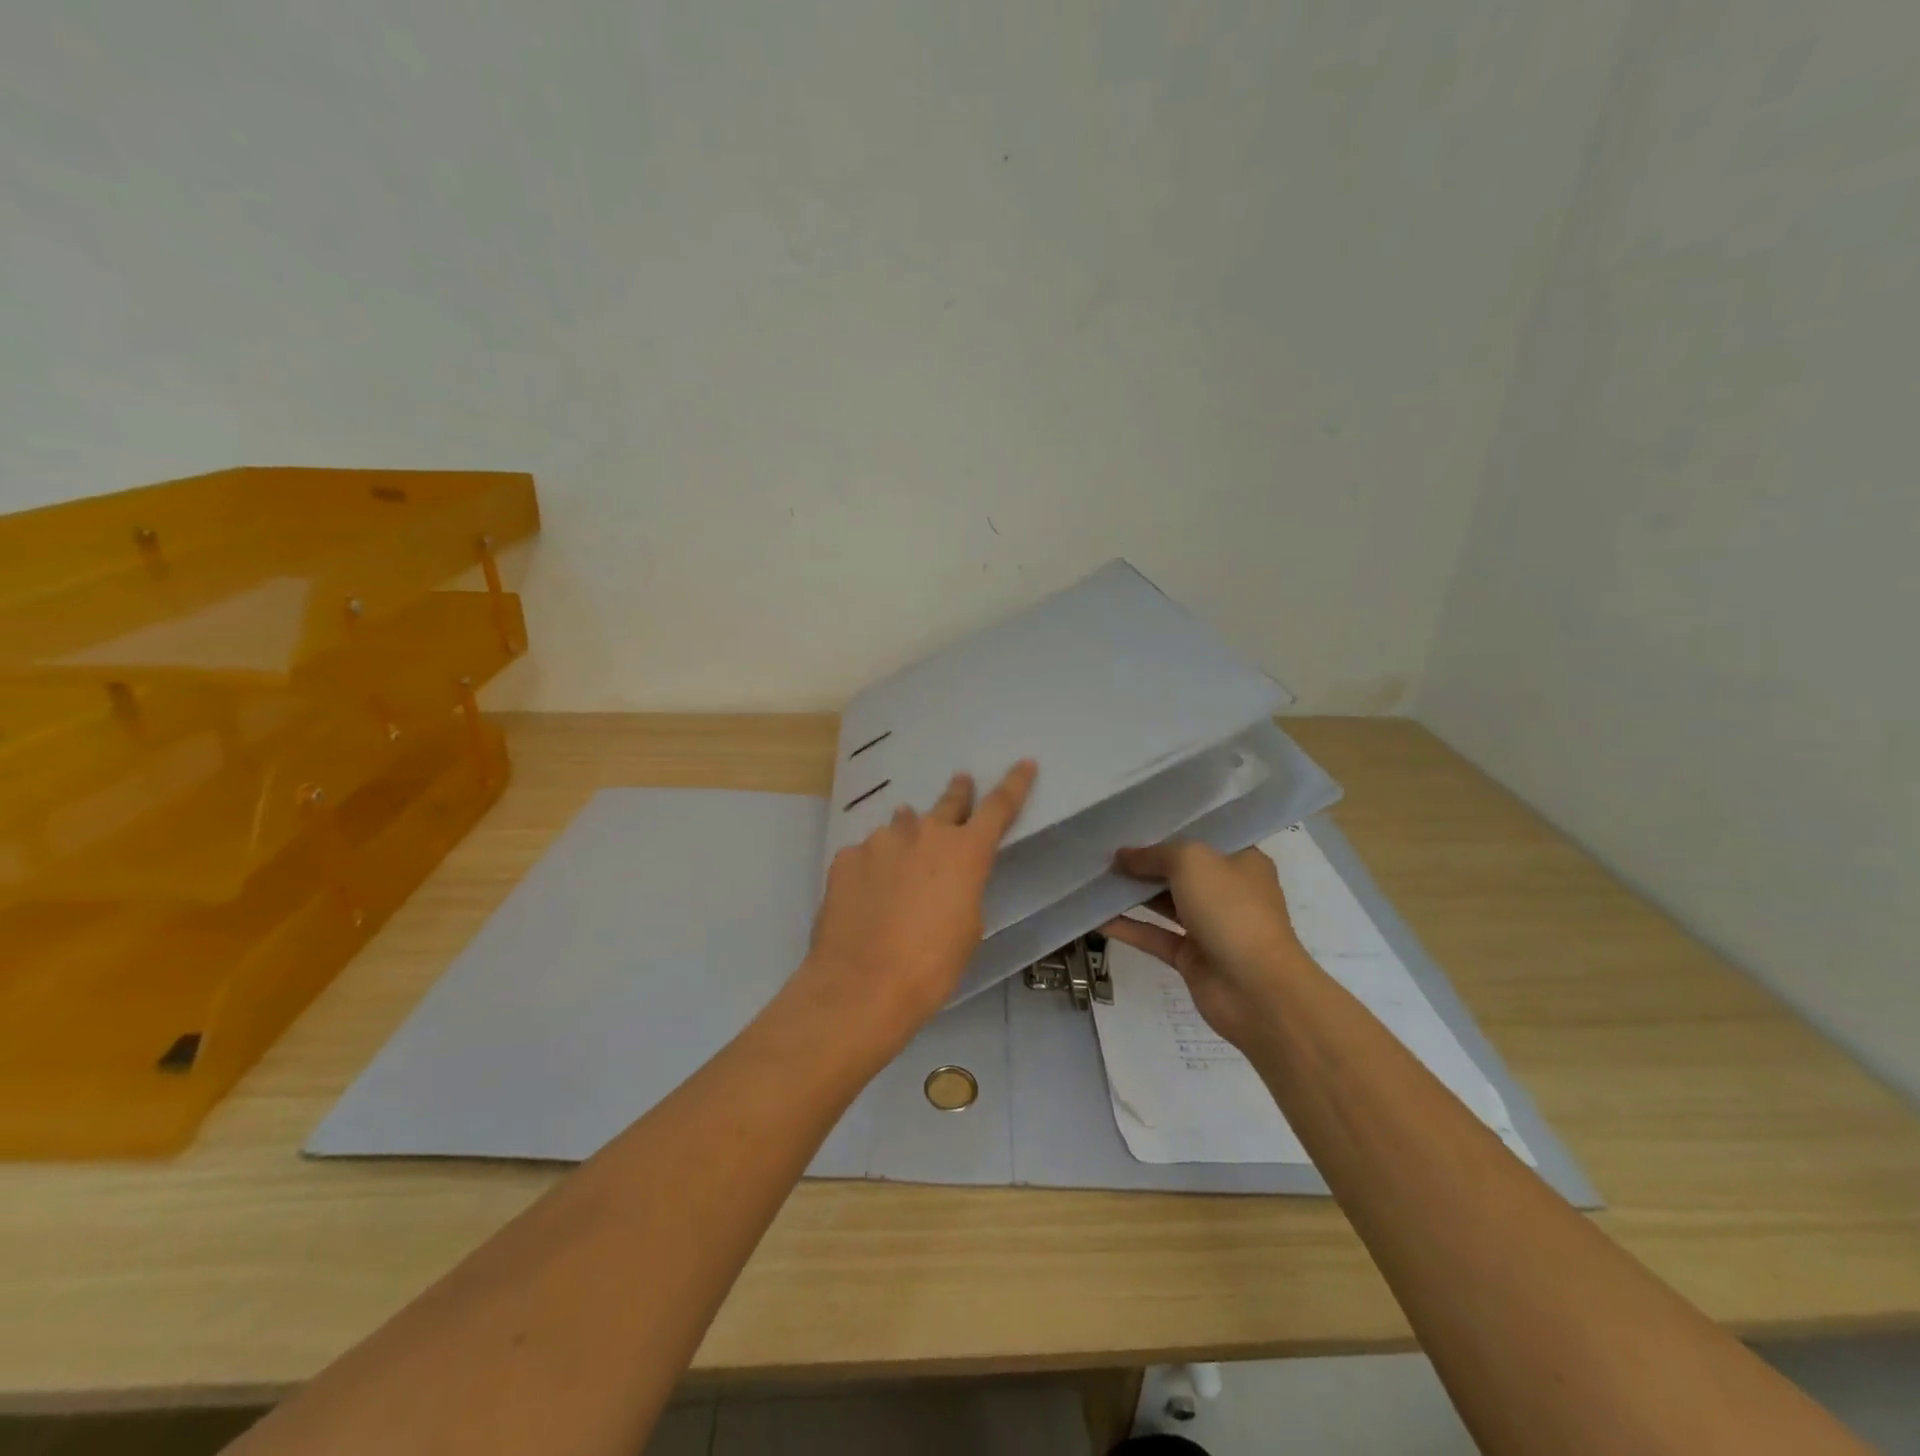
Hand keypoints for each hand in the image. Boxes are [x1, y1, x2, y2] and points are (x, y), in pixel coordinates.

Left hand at [788, 760, 1037, 1057]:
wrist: (861, 986)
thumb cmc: (931, 966)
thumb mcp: (967, 927)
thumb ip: (962, 887)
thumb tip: (943, 875)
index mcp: (964, 852)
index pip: (999, 807)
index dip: (1014, 783)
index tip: (1024, 762)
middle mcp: (923, 833)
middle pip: (947, 803)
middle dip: (958, 793)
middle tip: (962, 781)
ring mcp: (879, 842)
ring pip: (900, 829)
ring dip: (908, 838)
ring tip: (903, 864)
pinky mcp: (845, 858)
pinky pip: (867, 855)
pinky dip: (873, 868)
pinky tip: (867, 897)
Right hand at [1101, 841, 1311, 1050]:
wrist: (1257, 989)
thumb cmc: (1231, 910)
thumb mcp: (1191, 862)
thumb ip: (1153, 855)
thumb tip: (1122, 856)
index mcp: (1241, 862)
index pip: (1203, 839)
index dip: (1168, 831)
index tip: (1131, 824)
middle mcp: (1227, 891)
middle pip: (1179, 871)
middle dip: (1143, 862)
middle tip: (1103, 851)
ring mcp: (1209, 926)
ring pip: (1164, 903)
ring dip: (1131, 893)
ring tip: (1094, 878)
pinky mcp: (1191, 957)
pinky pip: (1154, 936)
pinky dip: (1127, 927)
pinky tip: (1095, 917)